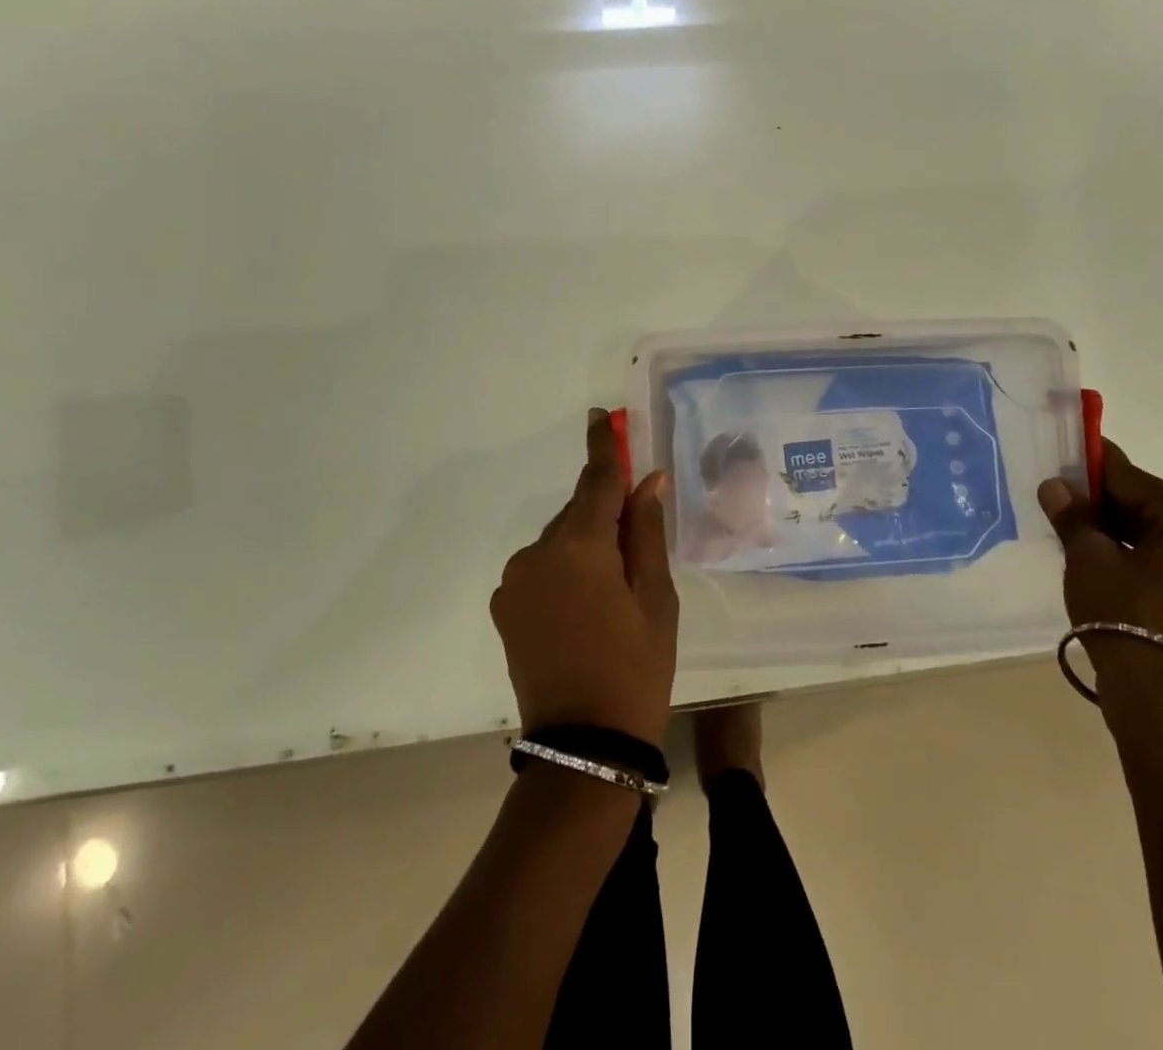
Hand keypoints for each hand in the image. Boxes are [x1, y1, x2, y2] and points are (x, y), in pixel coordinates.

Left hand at [491, 411, 679, 747]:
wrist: (584, 746)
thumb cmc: (636, 668)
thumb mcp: (657, 599)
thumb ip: (647, 532)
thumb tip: (648, 481)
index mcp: (581, 547)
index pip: (596, 480)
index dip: (603, 446)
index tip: (602, 416)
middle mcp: (538, 553)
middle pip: (579, 511)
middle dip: (606, 513)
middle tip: (637, 544)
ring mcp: (515, 580)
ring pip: (560, 539)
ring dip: (586, 545)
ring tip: (612, 591)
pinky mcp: (505, 605)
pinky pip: (542, 566)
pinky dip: (565, 569)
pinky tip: (585, 606)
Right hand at [1038, 441, 1162, 710]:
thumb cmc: (1127, 615)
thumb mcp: (1089, 558)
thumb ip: (1073, 516)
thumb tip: (1055, 486)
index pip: (1131, 479)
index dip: (1091, 471)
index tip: (1064, 461)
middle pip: (1151, 507)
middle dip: (1106, 506)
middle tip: (1063, 504)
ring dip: (1123, 534)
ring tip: (1079, 537)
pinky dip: (1143, 559)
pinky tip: (1108, 566)